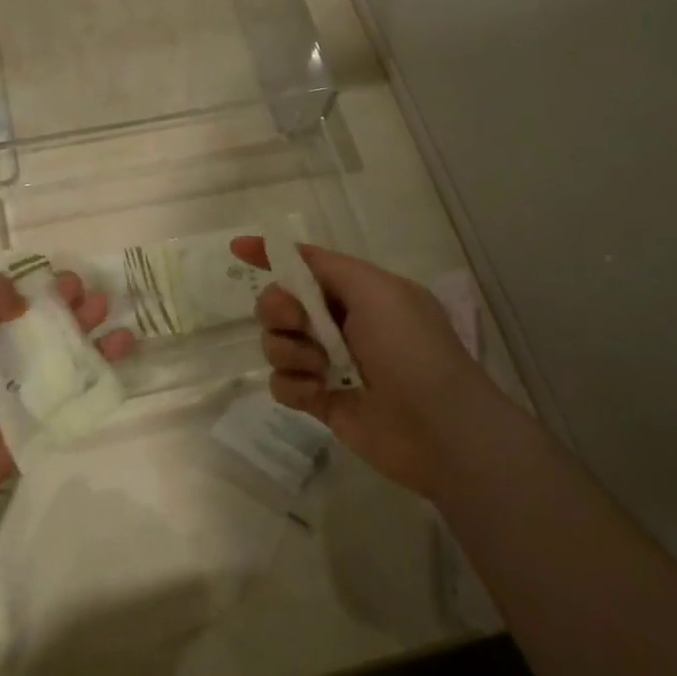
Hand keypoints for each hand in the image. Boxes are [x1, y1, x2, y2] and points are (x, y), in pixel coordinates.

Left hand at [0, 269, 131, 541]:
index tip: (61, 278)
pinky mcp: (39, 418)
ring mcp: (18, 387)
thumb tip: (23, 300)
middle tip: (92, 295)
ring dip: (90, 328)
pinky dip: (102, 367)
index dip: (37, 283)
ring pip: (63, 350)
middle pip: (41, 319)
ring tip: (111, 313)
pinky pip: (75, 388)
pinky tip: (123, 347)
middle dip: (70, 302)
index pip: (8, 294)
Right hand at [232, 238, 524, 501]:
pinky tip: (319, 392)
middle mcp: (339, 324)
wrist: (438, 427)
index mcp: (357, 292)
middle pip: (279, 304)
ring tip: (321, 368)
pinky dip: (293, 385)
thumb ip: (327, 267)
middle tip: (298, 322)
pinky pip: (280, 383)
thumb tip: (288, 250)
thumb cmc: (410, 348)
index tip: (238, 248)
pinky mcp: (318, 400)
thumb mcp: (376, 289)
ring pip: (274, 343)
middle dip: (279, 309)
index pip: (306, 265)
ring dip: (289, 351)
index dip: (271, 255)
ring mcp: (327, 363)